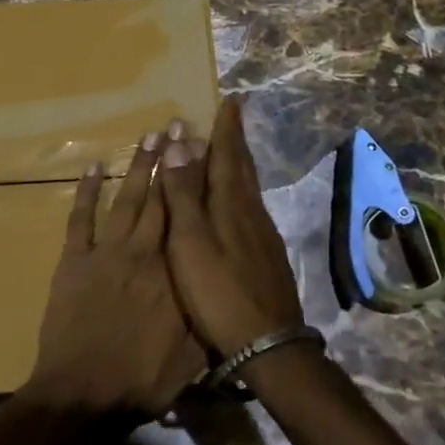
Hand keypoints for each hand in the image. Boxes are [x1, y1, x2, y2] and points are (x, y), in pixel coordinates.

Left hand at [20, 126, 205, 421]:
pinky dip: (85, 192)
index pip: (188, 217)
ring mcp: (105, 253)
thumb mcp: (193, 356)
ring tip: (148, 137)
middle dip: (169, 160)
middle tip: (177, 125)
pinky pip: (80, 219)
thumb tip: (225, 288)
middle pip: (158, 198)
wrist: (83, 392)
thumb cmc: (142, 380)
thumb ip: (208, 317)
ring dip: (136, 167)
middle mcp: (142, 252)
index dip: (195, 181)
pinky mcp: (73, 261)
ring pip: (125, 200)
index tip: (202, 150)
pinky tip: (91, 167)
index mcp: (174, 272)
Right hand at [158, 96, 304, 356]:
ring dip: (237, 165)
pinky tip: (234, 205)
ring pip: (248, 189)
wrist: (267, 343)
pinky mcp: (266, 256)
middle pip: (242, 168)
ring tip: (228, 153)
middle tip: (230, 118)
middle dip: (234, 141)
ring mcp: (262, 235)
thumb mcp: (190, 241)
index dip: (226, 128)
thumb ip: (183, 194)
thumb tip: (178, 142)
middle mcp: (251, 212)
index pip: (227, 155)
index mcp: (231, 204)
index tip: (229, 101)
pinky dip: (239, 193)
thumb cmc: (219, 291)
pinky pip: (250, 209)